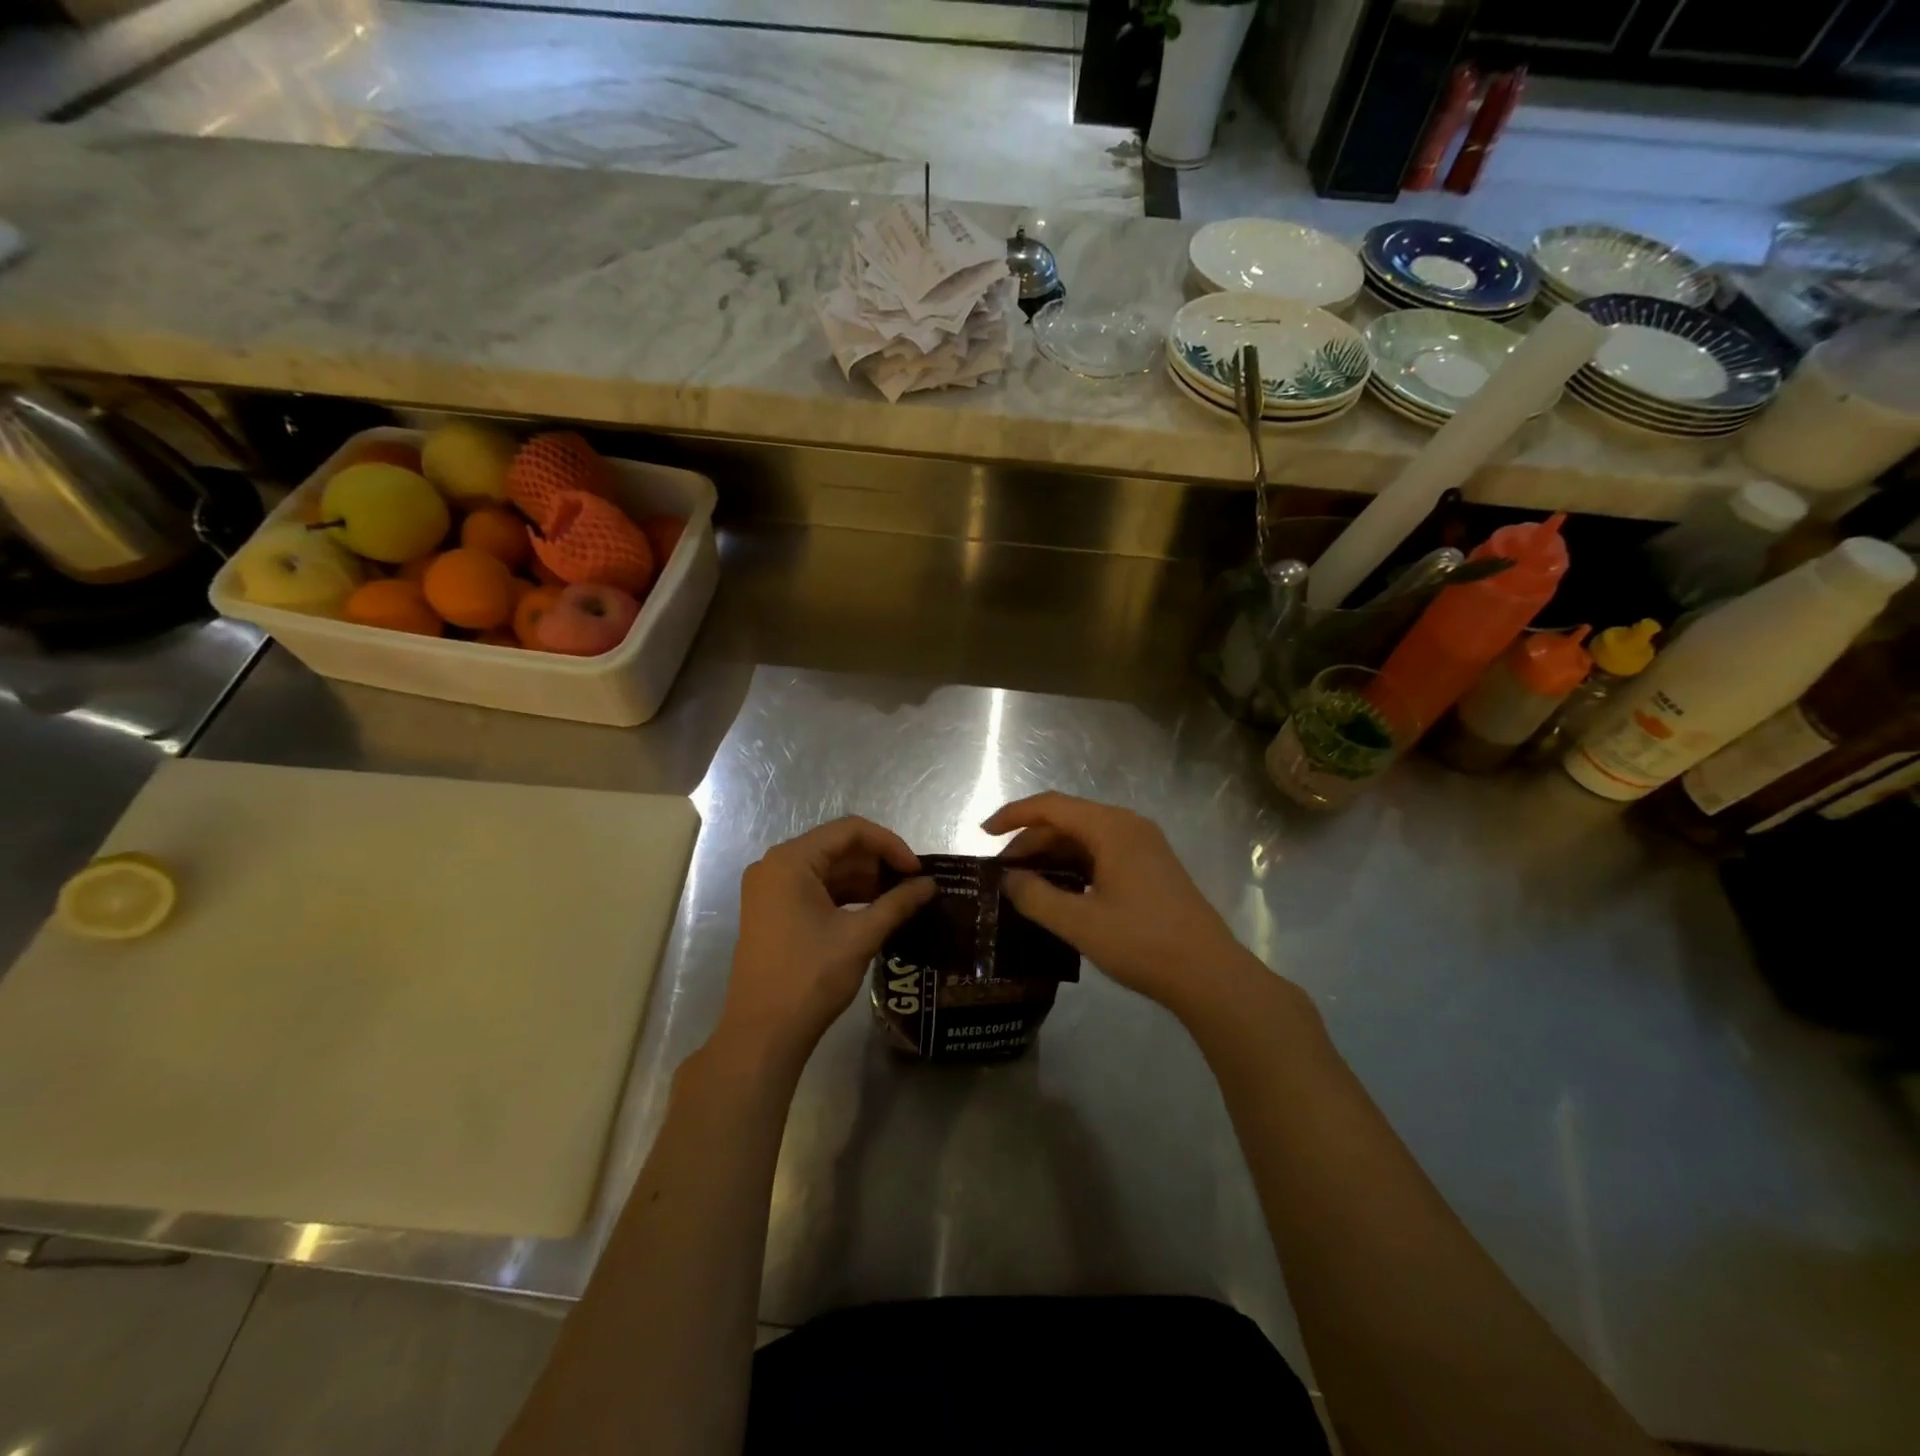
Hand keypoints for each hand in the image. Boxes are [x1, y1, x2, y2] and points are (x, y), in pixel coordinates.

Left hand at [718, 817, 935, 1061]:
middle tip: (913, 885)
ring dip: (864, 881)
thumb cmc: (810, 978)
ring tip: (900, 900)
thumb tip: (930, 885)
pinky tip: (874, 912)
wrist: (762, 1035)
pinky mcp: (772, 912)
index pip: (850, 830)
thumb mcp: (860, 937)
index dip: (890, 844)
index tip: (917, 870)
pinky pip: (815, 890)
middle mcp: (775, 866)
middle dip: (878, 863)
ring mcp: (770, 890)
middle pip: (837, 847)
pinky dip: (845, 896)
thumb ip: (898, 903)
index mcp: (791, 861)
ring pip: (828, 869)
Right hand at [985, 792, 1265, 1021]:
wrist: (1210, 974)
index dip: (1013, 816)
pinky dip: (1074, 866)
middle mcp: (1128, 826)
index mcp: (1111, 827)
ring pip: (1084, 838)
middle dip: (1030, 841)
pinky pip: (1102, 853)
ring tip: (1023, 883)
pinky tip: (1058, 891)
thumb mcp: (1079, 923)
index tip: (983, 834)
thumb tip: (1008, 879)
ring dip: (1052, 855)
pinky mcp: (1151, 867)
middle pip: (1067, 820)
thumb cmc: (1142, 943)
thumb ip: (1036, 897)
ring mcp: (1143, 846)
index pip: (1051, 806)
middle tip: (1001, 873)